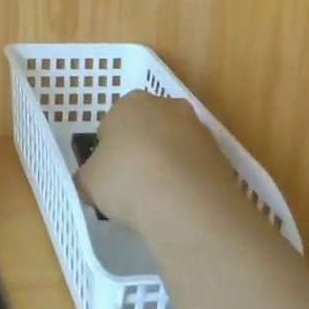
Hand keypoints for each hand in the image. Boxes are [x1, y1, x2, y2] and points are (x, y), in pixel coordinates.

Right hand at [78, 90, 230, 228]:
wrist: (184, 203)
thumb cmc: (126, 180)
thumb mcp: (89, 181)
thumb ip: (88, 175)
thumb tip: (92, 181)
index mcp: (130, 102)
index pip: (114, 121)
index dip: (110, 149)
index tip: (109, 173)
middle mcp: (166, 106)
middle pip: (148, 128)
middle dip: (141, 150)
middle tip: (132, 184)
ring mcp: (197, 129)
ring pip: (175, 145)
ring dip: (168, 165)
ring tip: (159, 200)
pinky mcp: (220, 155)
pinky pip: (195, 166)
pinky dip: (188, 181)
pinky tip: (181, 205)